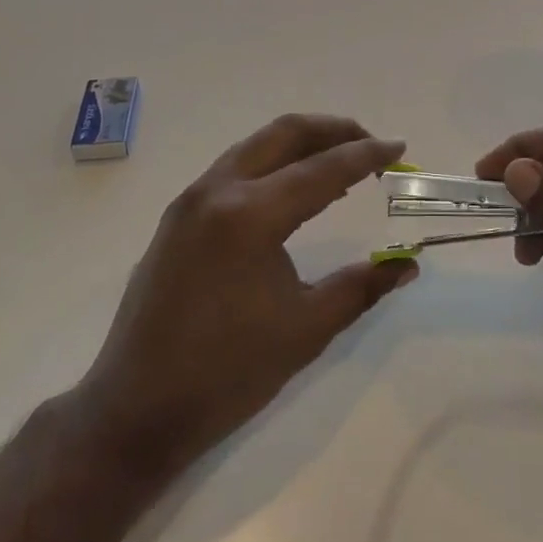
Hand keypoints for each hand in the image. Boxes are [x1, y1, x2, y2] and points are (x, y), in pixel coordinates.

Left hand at [79, 115, 416, 477]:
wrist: (135, 410)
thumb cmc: (227, 373)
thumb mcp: (306, 330)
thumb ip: (362, 287)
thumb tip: (408, 263)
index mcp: (250, 216)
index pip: (322, 169)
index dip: (367, 155)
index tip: (399, 147)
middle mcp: (218, 190)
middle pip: (285, 133)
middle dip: (334, 130)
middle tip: (370, 145)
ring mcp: (192, 199)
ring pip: (256, 144)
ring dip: (301, 143)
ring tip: (339, 162)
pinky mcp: (178, 215)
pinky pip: (235, 167)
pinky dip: (272, 163)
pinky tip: (292, 190)